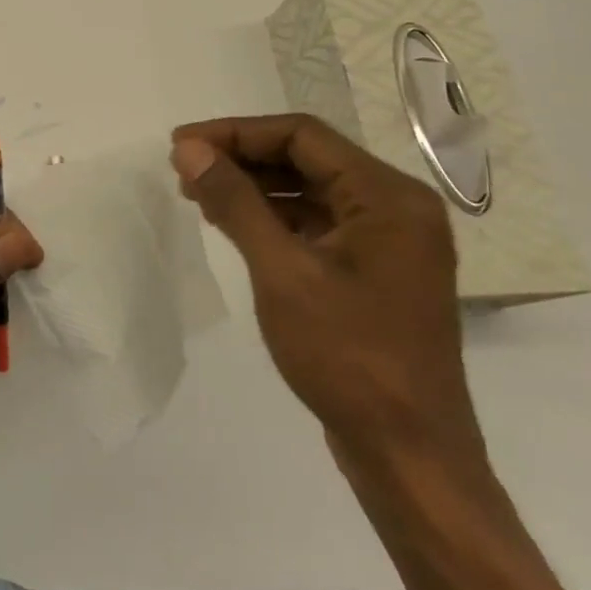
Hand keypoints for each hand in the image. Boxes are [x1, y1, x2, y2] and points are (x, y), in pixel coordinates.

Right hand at [169, 114, 483, 477]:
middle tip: (183, 168)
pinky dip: (272, 217)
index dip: (235, 132)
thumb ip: (235, 201)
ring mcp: (388, 241)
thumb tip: (189, 148)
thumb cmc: (348, 357)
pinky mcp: (373, 270)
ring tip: (197, 194)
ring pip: (309, 189)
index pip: (301, 135)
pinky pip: (317, 222)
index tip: (181, 144)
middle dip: (241, 158)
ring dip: (253, 186)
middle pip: (306, 157)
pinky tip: (232, 224)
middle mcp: (395, 207)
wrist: (409, 457)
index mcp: (388, 196)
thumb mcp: (281, 271)